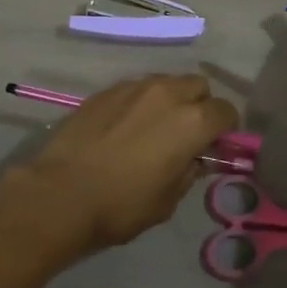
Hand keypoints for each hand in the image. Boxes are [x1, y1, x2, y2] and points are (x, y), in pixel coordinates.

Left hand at [0, 75, 237, 256]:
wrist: (60, 194)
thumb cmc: (121, 205)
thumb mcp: (168, 200)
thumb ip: (189, 172)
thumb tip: (195, 159)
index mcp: (193, 121)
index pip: (227, 112)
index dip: (226, 129)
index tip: (215, 145)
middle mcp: (169, 93)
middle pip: (199, 86)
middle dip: (200, 105)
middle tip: (187, 133)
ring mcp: (135, 87)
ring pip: (167, 82)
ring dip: (170, 100)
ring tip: (154, 127)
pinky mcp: (107, 90)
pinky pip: (136, 88)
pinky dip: (141, 102)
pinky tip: (125, 127)